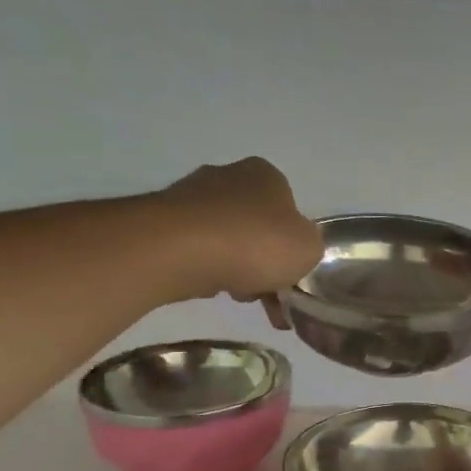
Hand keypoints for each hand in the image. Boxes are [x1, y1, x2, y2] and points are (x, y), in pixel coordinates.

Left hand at [145, 157, 323, 321]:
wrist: (179, 249)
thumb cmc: (255, 242)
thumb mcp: (309, 249)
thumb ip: (309, 246)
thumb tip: (296, 247)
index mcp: (266, 175)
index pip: (288, 208)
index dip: (292, 243)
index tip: (290, 272)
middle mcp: (227, 175)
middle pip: (255, 225)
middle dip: (262, 260)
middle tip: (267, 293)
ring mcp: (190, 195)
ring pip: (225, 239)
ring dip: (235, 268)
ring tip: (237, 296)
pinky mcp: (161, 220)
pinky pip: (195, 249)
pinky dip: (206, 268)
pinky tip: (209, 287)